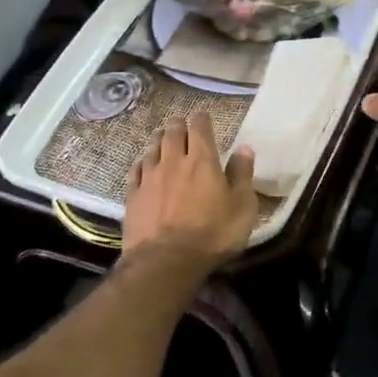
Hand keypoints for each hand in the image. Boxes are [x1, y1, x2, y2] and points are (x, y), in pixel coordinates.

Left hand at [123, 110, 258, 268]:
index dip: (201, 119)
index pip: (200, 128)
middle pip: (172, 134)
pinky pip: (136, 170)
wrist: (166, 261)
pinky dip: (142, 162)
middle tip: (181, 124)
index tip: (203, 115)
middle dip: (178, 126)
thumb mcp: (242, 206)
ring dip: (159, 141)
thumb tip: (244, 148)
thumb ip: (242, 175)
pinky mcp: (133, 196)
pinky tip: (143, 164)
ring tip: (163, 139)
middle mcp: (174, 161)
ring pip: (153, 149)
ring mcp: (150, 178)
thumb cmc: (213, 233)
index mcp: (202, 160)